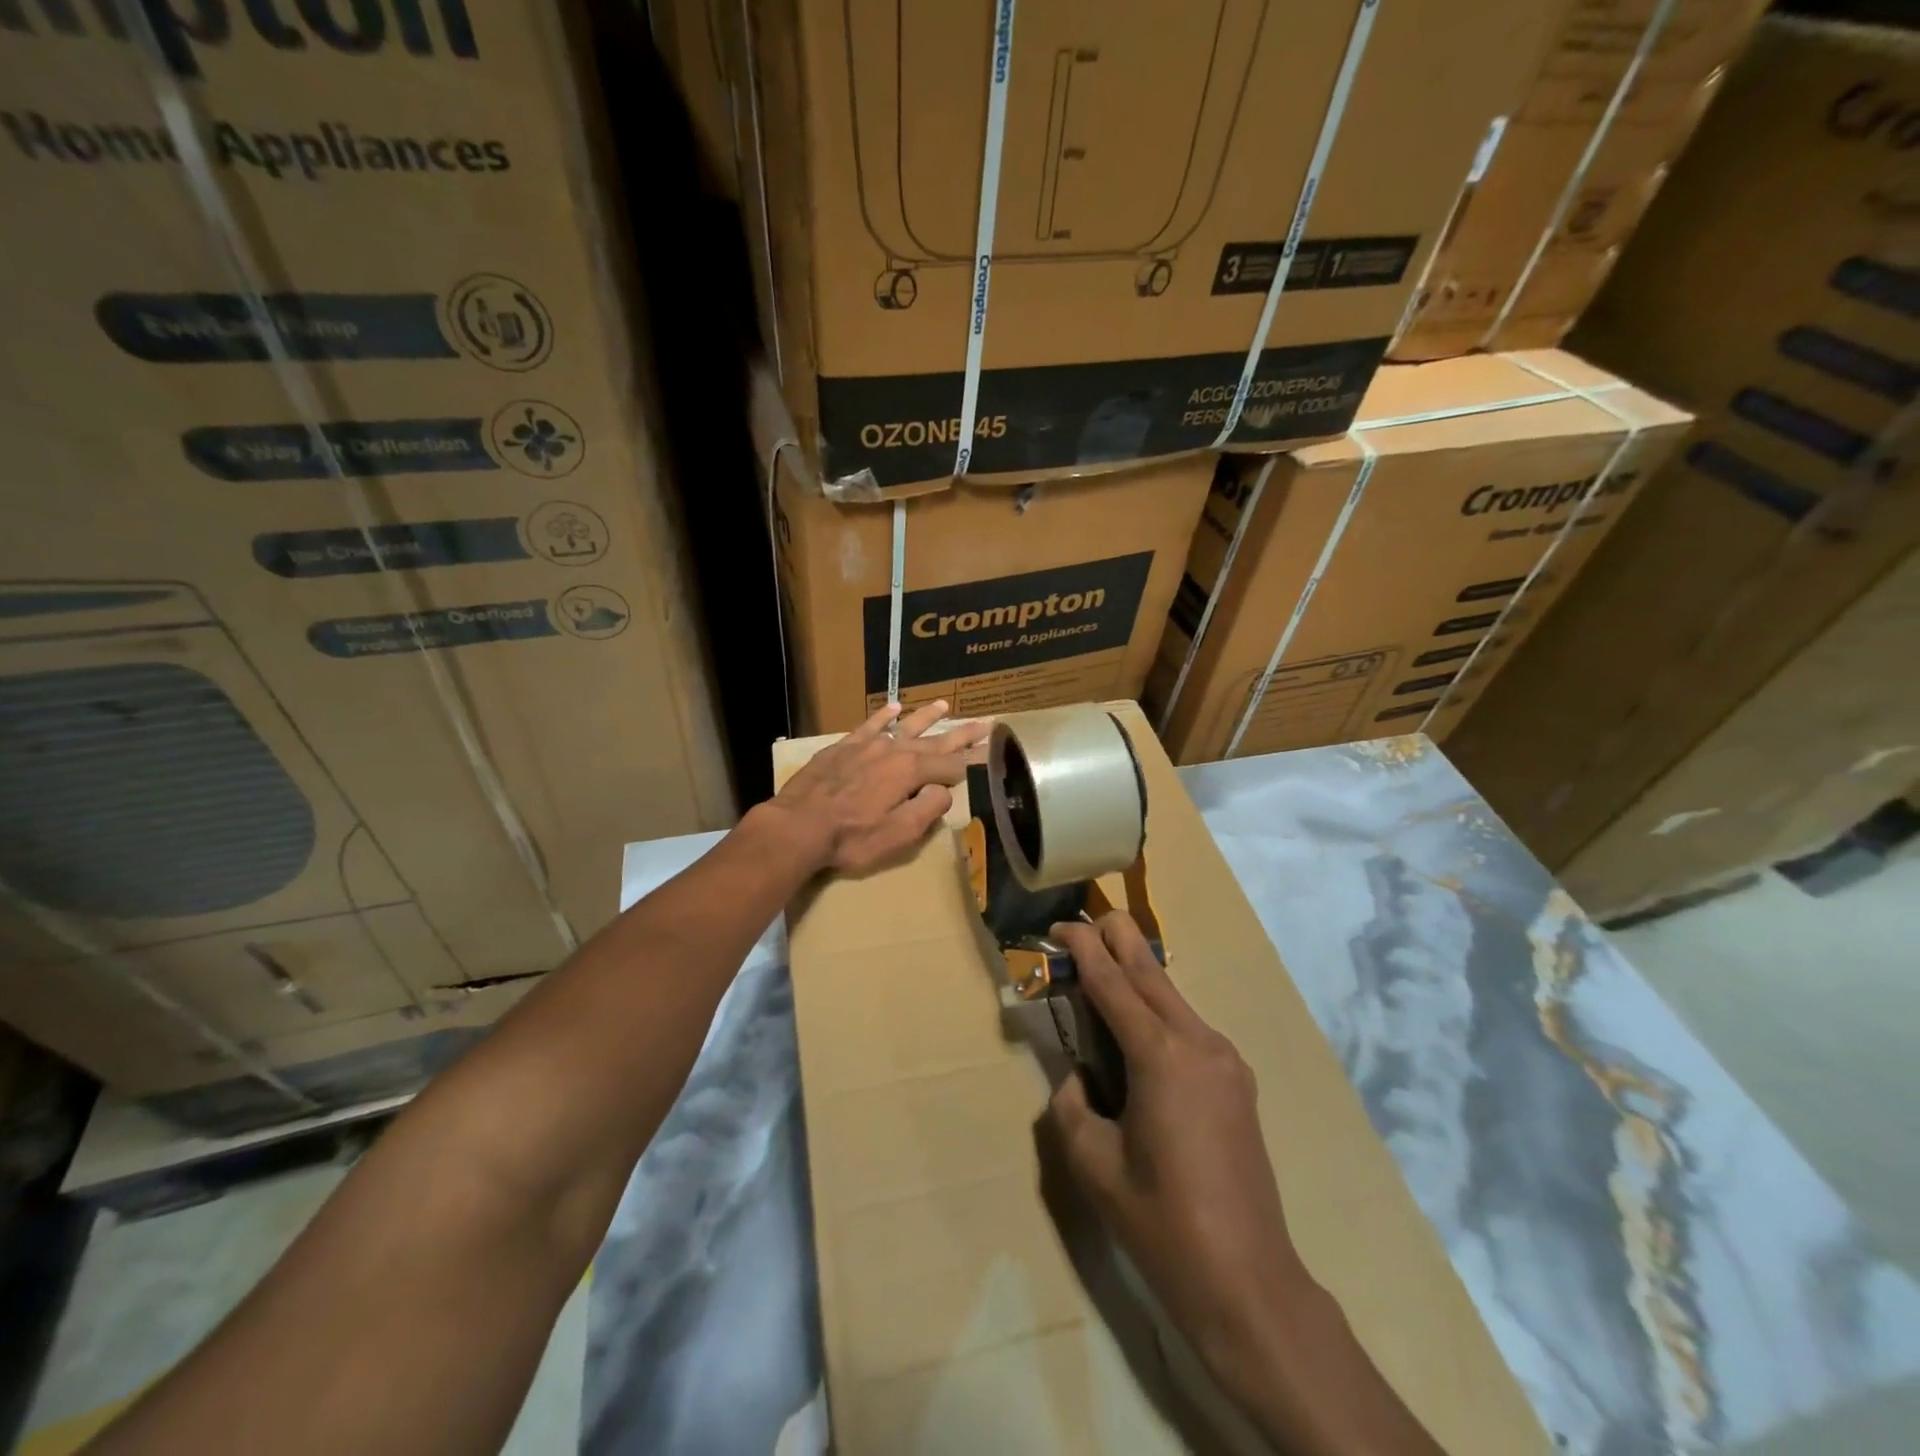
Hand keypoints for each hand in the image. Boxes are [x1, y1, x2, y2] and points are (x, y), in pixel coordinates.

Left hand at [770, 701, 986, 875]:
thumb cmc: (852, 838)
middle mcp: (894, 750)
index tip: (992, 756)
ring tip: (944, 705)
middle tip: (985, 723)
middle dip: (961, 734)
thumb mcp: (899, 834)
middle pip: (935, 741)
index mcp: (911, 772)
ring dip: (927, 717)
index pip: (952, 766)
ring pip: (904, 726)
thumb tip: (944, 791)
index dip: (974, 763)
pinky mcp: (843, 747)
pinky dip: (883, 716)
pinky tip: (893, 708)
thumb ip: (928, 810)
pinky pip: (869, 725)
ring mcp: (867, 745)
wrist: (798, 825)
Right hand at [1048, 913, 1307, 1390]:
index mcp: (1161, 1057)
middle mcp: (1199, 1043)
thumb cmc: (1162, 1224)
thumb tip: (1079, 1077)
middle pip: (1151, 971)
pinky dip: (1157, 1011)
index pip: (1113, 983)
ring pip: (1171, 997)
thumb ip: (1073, 1105)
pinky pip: (1188, 1027)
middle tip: (1084, 921)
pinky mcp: (1237, 1079)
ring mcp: (1226, 1059)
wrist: (1249, 1280)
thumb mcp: (1094, 1164)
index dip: (1083, 949)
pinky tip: (1136, 1030)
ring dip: (1135, 977)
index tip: (1060, 925)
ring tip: (1100, 974)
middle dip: (1116, 938)